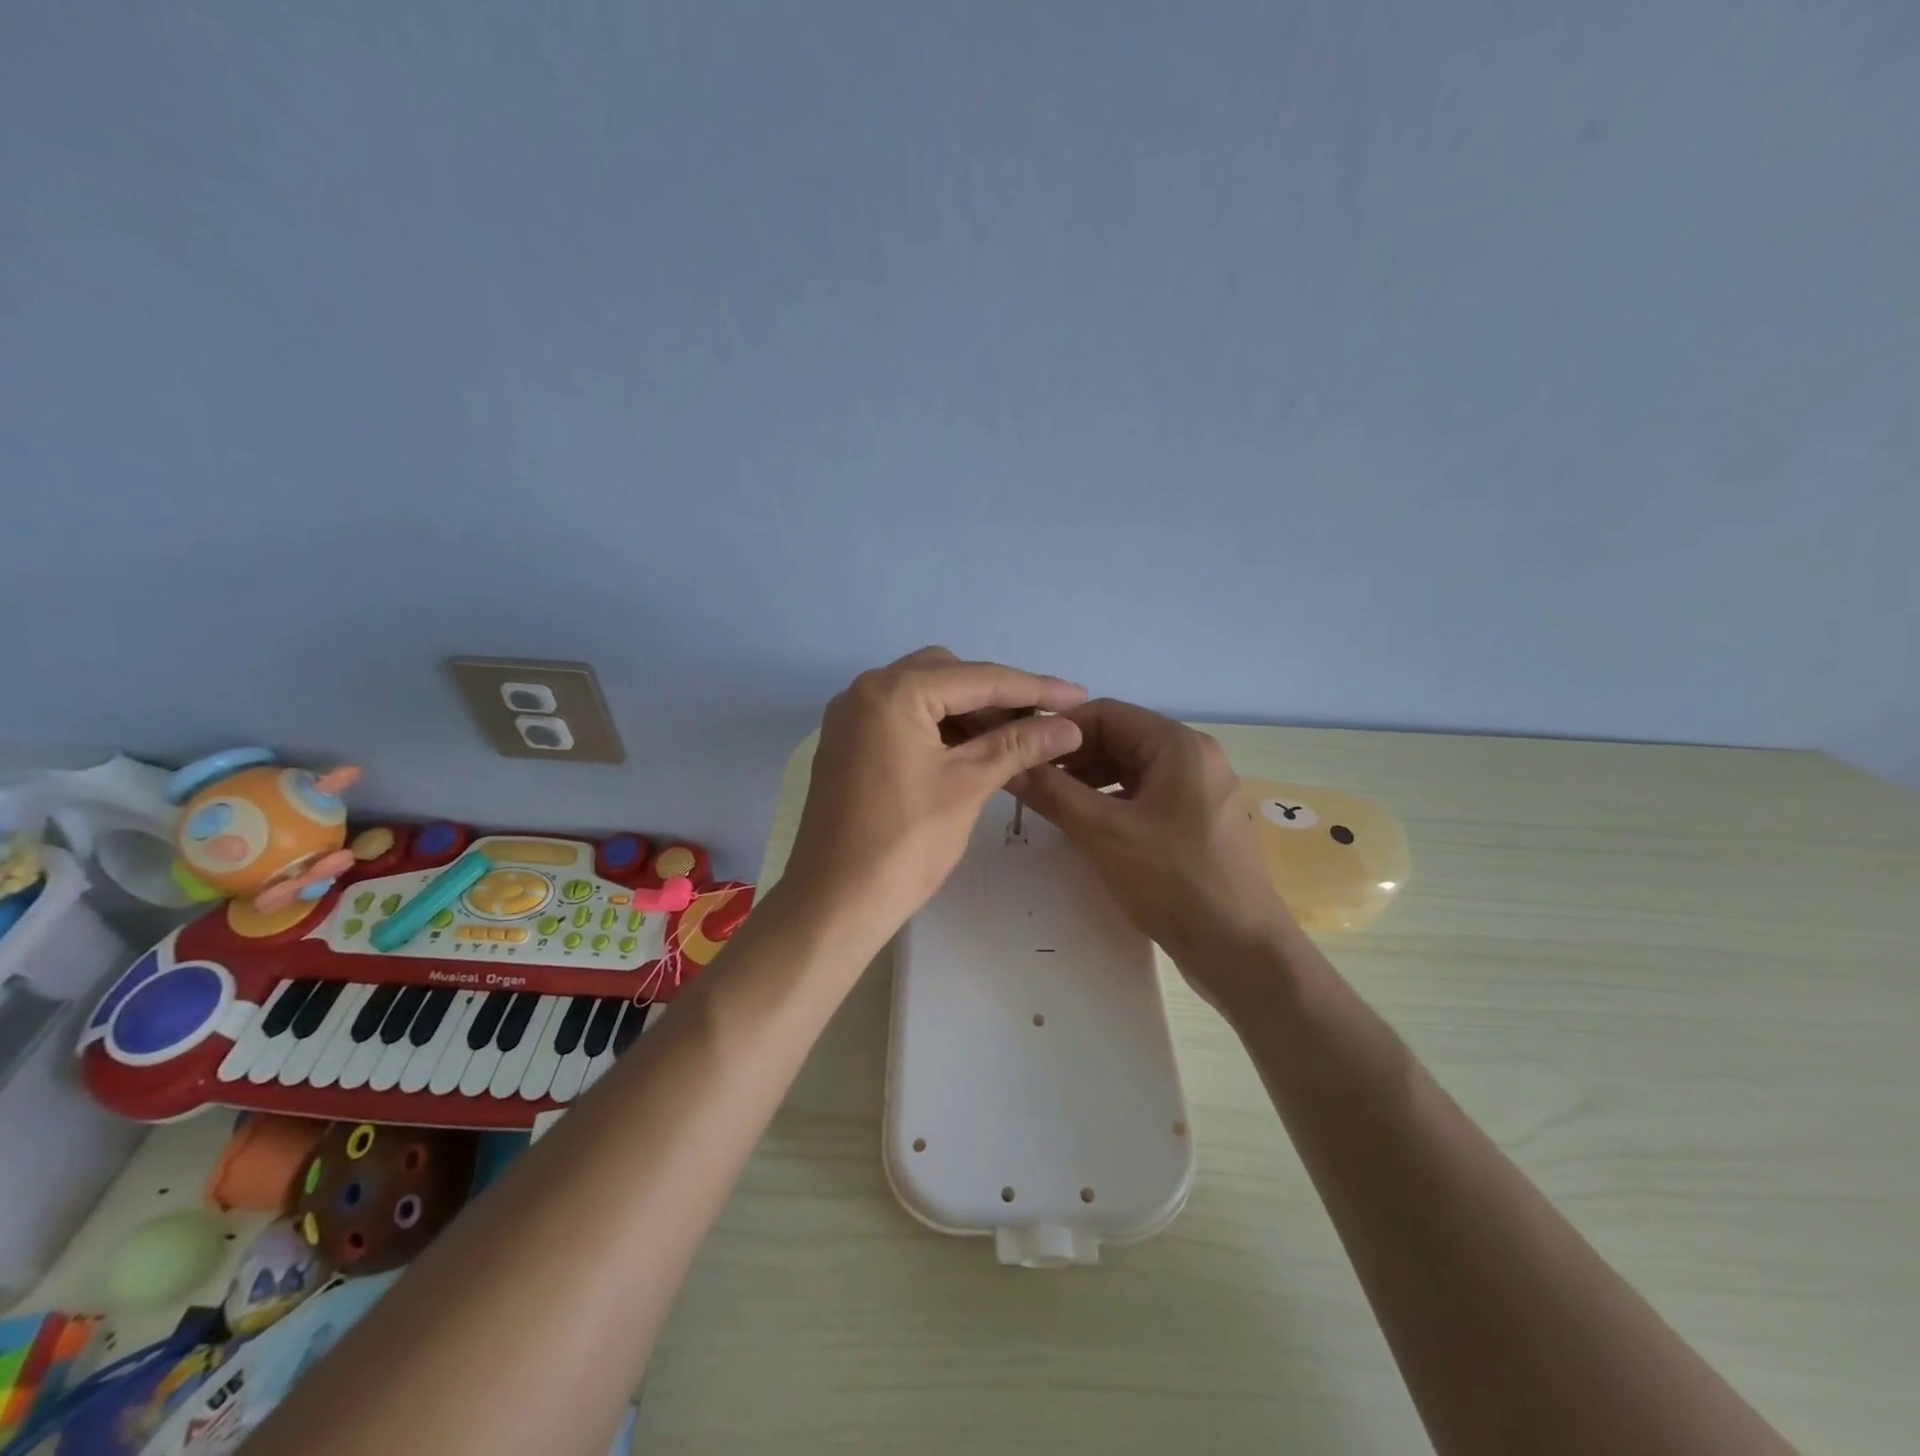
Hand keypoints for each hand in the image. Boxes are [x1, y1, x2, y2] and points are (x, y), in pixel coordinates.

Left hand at [782, 648, 1087, 951]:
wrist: (834, 904)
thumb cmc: (904, 844)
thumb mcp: (967, 786)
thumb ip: (1018, 745)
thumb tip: (1069, 725)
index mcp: (892, 692)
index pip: (977, 678)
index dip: (1033, 687)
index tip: (1078, 695)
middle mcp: (865, 691)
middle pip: (947, 675)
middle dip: (997, 696)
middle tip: (1040, 723)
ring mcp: (851, 718)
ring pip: (924, 696)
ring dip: (968, 712)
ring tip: (1014, 740)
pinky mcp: (848, 745)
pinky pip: (903, 719)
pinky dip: (939, 728)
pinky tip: (972, 751)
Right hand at [1012, 699, 1297, 1007]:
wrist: (1240, 949)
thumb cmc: (1173, 880)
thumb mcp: (1104, 833)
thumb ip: (1053, 793)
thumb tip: (1010, 765)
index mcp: (1178, 745)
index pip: (1107, 713)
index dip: (1060, 729)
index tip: (1023, 752)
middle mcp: (1194, 756)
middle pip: (1121, 738)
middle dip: (1074, 756)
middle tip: (1032, 781)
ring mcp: (1200, 789)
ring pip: (1133, 768)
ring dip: (1090, 780)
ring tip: (1053, 803)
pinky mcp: (1198, 820)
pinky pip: (1147, 794)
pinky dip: (1113, 801)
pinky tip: (1088, 824)